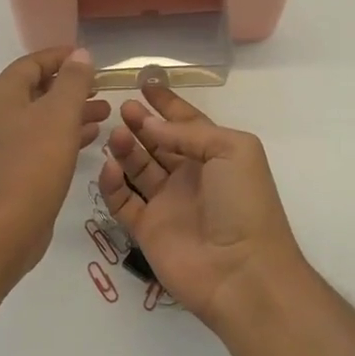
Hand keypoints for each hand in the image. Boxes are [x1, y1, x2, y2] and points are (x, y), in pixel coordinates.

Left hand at [0, 47, 109, 275]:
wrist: (5, 229)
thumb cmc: (33, 164)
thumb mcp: (60, 115)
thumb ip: (73, 81)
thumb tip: (80, 54)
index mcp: (0, 95)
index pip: (32, 63)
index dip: (62, 57)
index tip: (90, 59)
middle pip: (36, 89)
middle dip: (71, 87)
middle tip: (102, 88)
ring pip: (41, 117)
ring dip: (72, 112)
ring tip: (105, 113)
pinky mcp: (9, 168)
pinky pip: (39, 140)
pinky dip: (64, 135)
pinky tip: (91, 138)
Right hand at [99, 77, 303, 326]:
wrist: (242, 272)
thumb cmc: (244, 203)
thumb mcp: (232, 150)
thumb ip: (190, 132)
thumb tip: (150, 125)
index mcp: (215, 156)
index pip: (187, 123)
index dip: (167, 104)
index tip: (145, 83)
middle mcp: (190, 177)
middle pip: (158, 143)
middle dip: (141, 123)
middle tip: (123, 107)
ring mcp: (167, 204)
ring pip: (138, 168)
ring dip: (126, 148)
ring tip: (115, 132)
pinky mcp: (146, 229)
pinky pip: (122, 201)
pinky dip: (113, 183)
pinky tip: (110, 165)